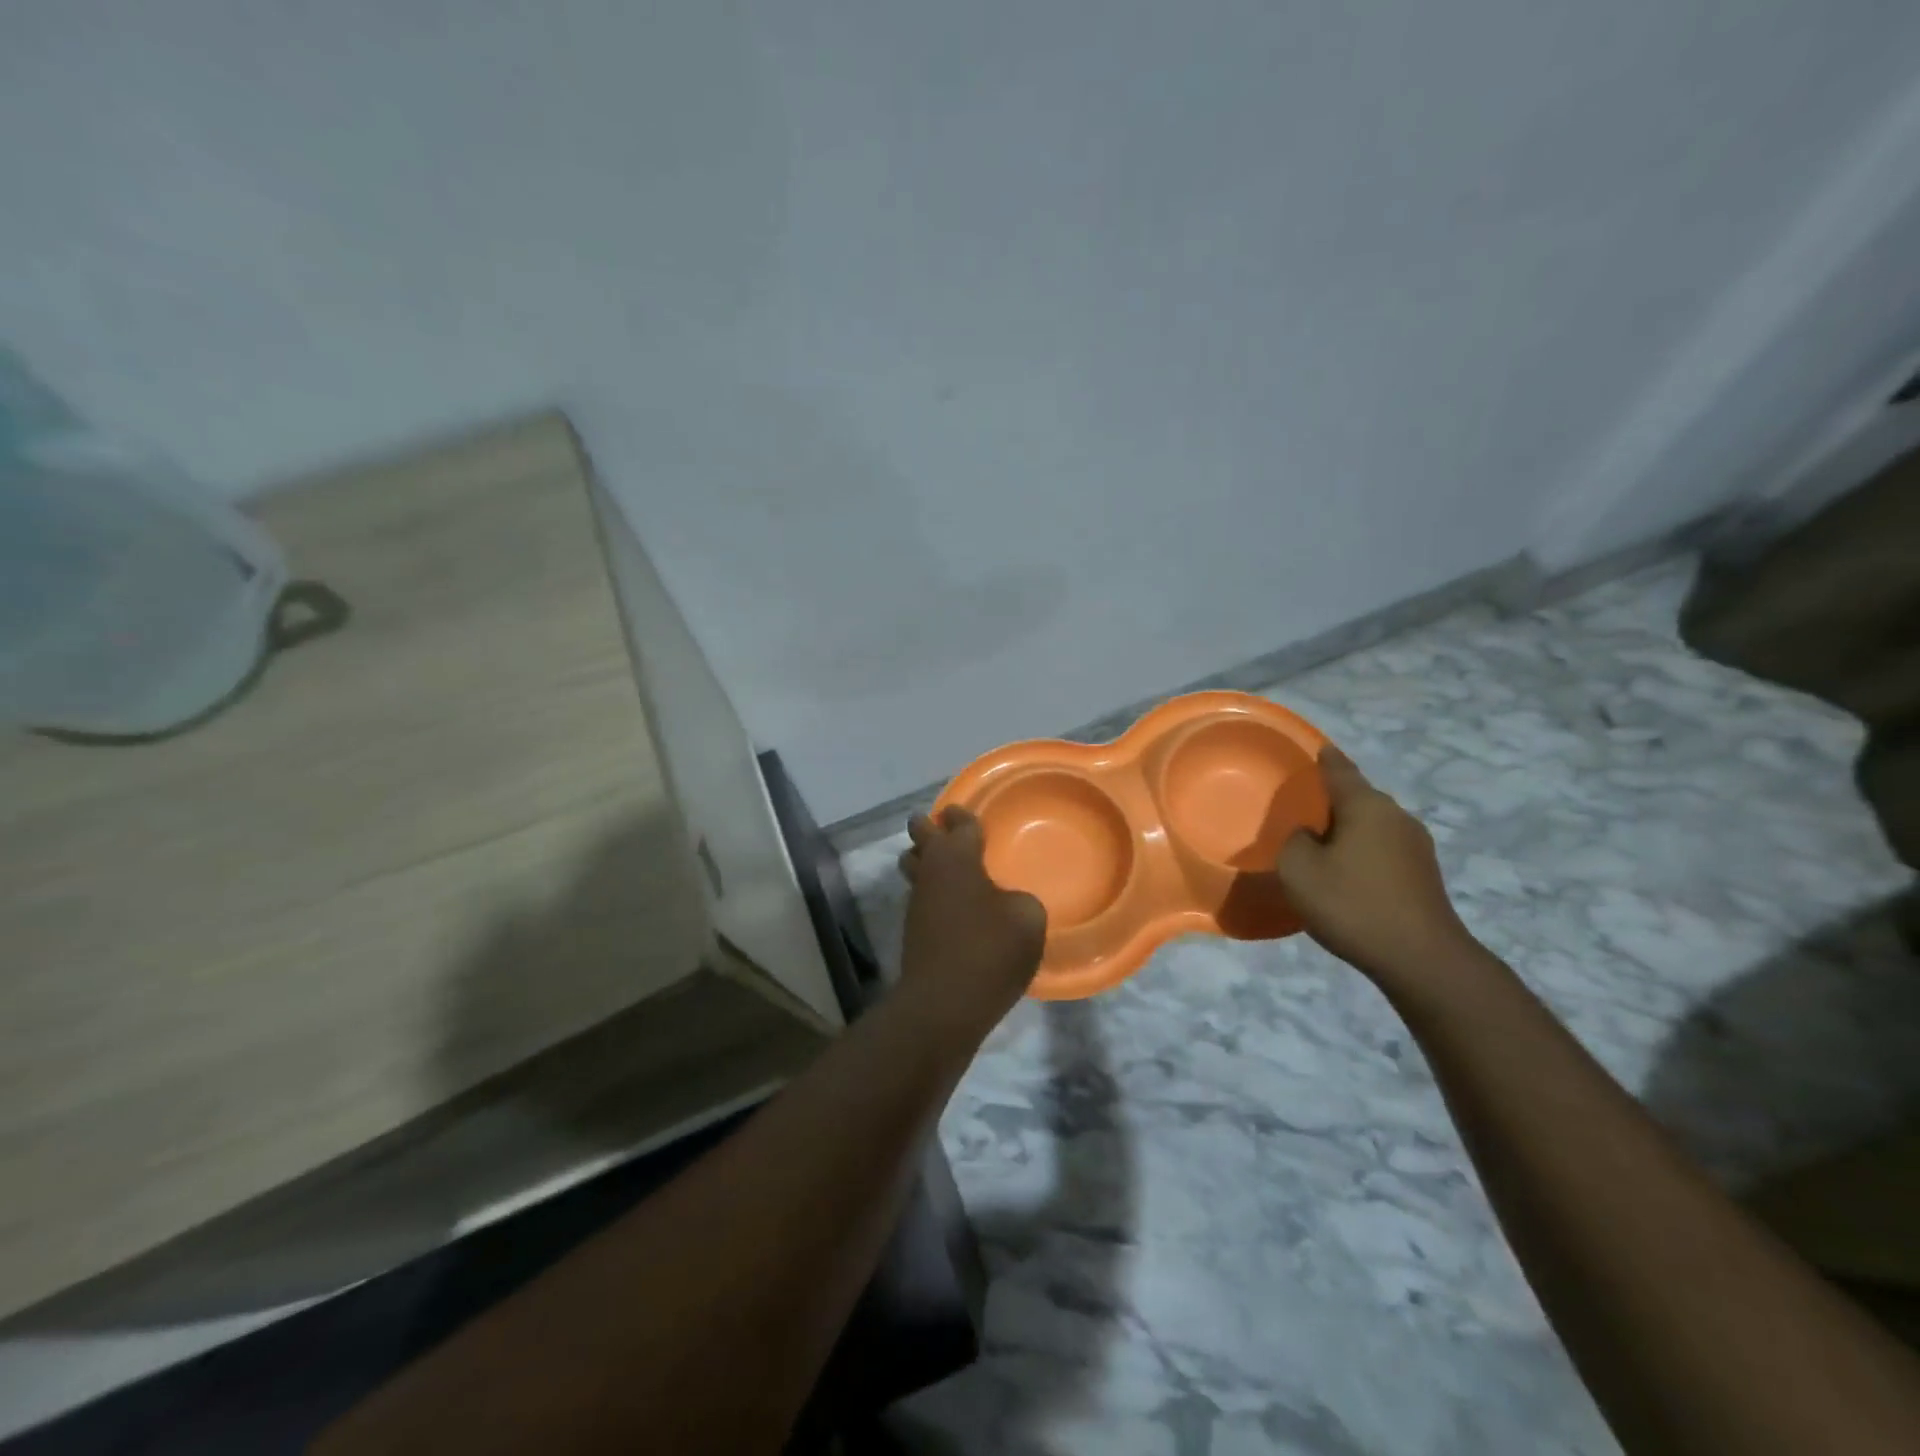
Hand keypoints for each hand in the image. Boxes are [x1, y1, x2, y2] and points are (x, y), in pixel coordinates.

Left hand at [897, 807, 1046, 1040]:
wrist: (943, 1004)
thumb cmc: (989, 950)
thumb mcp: (1027, 918)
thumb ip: (1020, 901)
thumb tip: (1006, 904)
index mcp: (957, 857)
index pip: (958, 825)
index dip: (961, 816)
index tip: (958, 811)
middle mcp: (931, 872)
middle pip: (921, 838)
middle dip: (928, 827)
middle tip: (940, 824)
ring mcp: (917, 902)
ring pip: (915, 867)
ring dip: (925, 860)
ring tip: (944, 862)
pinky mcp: (913, 931)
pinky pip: (922, 897)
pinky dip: (933, 892)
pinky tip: (952, 904)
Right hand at [1277, 746, 1479, 983]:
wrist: (1421, 959)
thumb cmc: (1353, 904)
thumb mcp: (1298, 870)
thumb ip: (1294, 841)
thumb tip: (1308, 835)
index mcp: (1367, 806)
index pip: (1340, 770)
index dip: (1324, 759)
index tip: (1315, 749)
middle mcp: (1396, 817)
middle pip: (1358, 798)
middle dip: (1332, 801)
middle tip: (1301, 811)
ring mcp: (1417, 846)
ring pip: (1372, 826)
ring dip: (1347, 831)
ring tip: (1319, 846)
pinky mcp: (1424, 875)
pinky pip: (1383, 850)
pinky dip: (1362, 853)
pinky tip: (1346, 874)